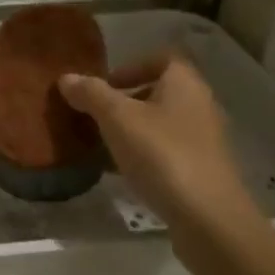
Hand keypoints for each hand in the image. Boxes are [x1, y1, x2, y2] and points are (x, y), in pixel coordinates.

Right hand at [57, 52, 260, 232]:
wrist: (207, 217)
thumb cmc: (161, 154)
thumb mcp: (117, 118)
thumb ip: (91, 94)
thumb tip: (67, 77)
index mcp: (184, 83)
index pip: (162, 58)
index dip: (132, 65)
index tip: (106, 84)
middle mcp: (199, 105)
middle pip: (160, 91)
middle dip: (126, 100)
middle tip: (97, 114)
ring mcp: (203, 140)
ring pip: (161, 123)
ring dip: (133, 129)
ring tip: (103, 143)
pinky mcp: (201, 170)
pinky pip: (166, 151)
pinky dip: (143, 155)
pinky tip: (120, 172)